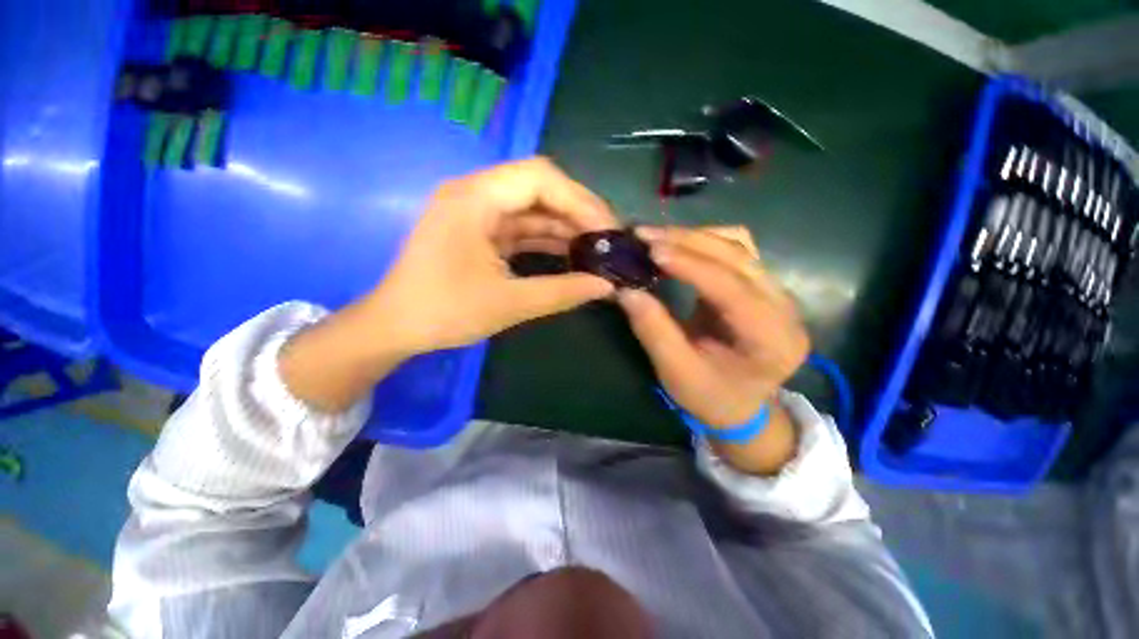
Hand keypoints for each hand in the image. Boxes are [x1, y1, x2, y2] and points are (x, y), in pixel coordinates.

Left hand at [366, 157, 619, 354]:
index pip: (539, 178)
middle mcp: (474, 194)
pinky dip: (545, 238)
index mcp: (474, 199)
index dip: (580, 200)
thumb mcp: (510, 303)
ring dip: (563, 226)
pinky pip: (519, 227)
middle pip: (538, 188)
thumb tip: (606, 287)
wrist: (396, 328)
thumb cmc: (445, 313)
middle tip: (606, 238)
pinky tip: (569, 253)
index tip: (607, 230)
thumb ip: (562, 292)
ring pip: (531, 208)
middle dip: (576, 212)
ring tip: (595, 248)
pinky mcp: (478, 231)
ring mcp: (476, 212)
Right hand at [617, 226, 808, 427]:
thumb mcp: (676, 373)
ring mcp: (777, 291)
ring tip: (656, 239)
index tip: (652, 250)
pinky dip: (703, 241)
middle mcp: (784, 308)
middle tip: (644, 236)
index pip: (733, 289)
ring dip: (695, 237)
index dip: (692, 266)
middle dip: (688, 242)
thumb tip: (625, 291)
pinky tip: (678, 247)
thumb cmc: (710, 396)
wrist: (740, 404)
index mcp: (772, 339)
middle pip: (739, 256)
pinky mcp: (761, 283)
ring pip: (739, 245)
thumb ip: (654, 331)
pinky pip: (735, 249)